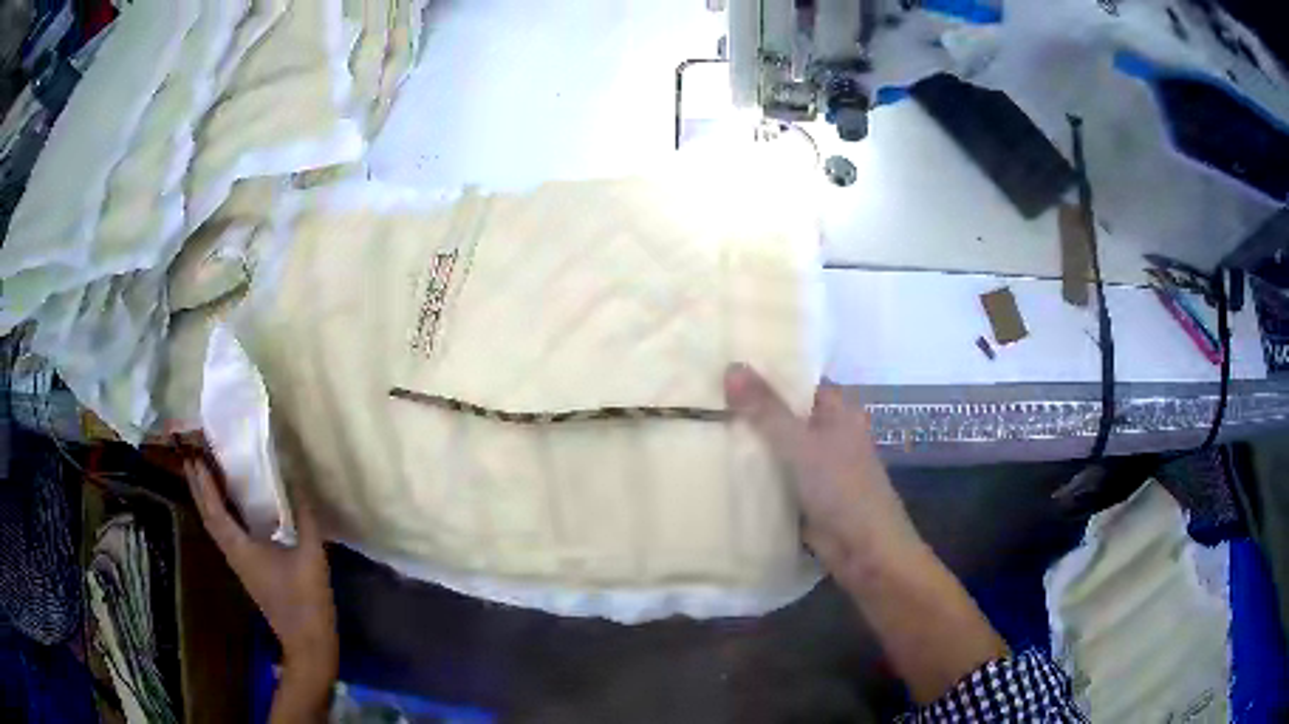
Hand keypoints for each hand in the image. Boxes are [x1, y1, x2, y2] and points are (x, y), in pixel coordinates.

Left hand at [183, 456, 337, 679]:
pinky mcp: (248, 571)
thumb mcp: (311, 557)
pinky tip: (228, 509)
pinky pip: (225, 536)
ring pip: (214, 528)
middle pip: (207, 517)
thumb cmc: (306, 600)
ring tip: (203, 477)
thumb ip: (306, 519)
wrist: (307, 642)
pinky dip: (219, 516)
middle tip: (190, 458)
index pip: (215, 510)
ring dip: (205, 501)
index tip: (195, 456)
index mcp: (243, 549)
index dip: (204, 484)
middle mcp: (234, 554)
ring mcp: (239, 564)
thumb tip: (300, 483)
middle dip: (197, 488)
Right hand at [725, 364, 1007, 703]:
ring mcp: (816, 465)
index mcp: (837, 410)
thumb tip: (732, 367)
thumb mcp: (802, 445)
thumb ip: (767, 410)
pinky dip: (751, 469)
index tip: (723, 359)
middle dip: (749, 406)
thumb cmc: (843, 489)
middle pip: (784, 411)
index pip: (798, 378)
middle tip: (699, 391)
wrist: (865, 551)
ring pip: (776, 444)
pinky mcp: (804, 493)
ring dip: (747, 439)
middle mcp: (828, 432)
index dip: (765, 369)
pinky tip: (715, 462)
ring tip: (697, 420)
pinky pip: (773, 473)